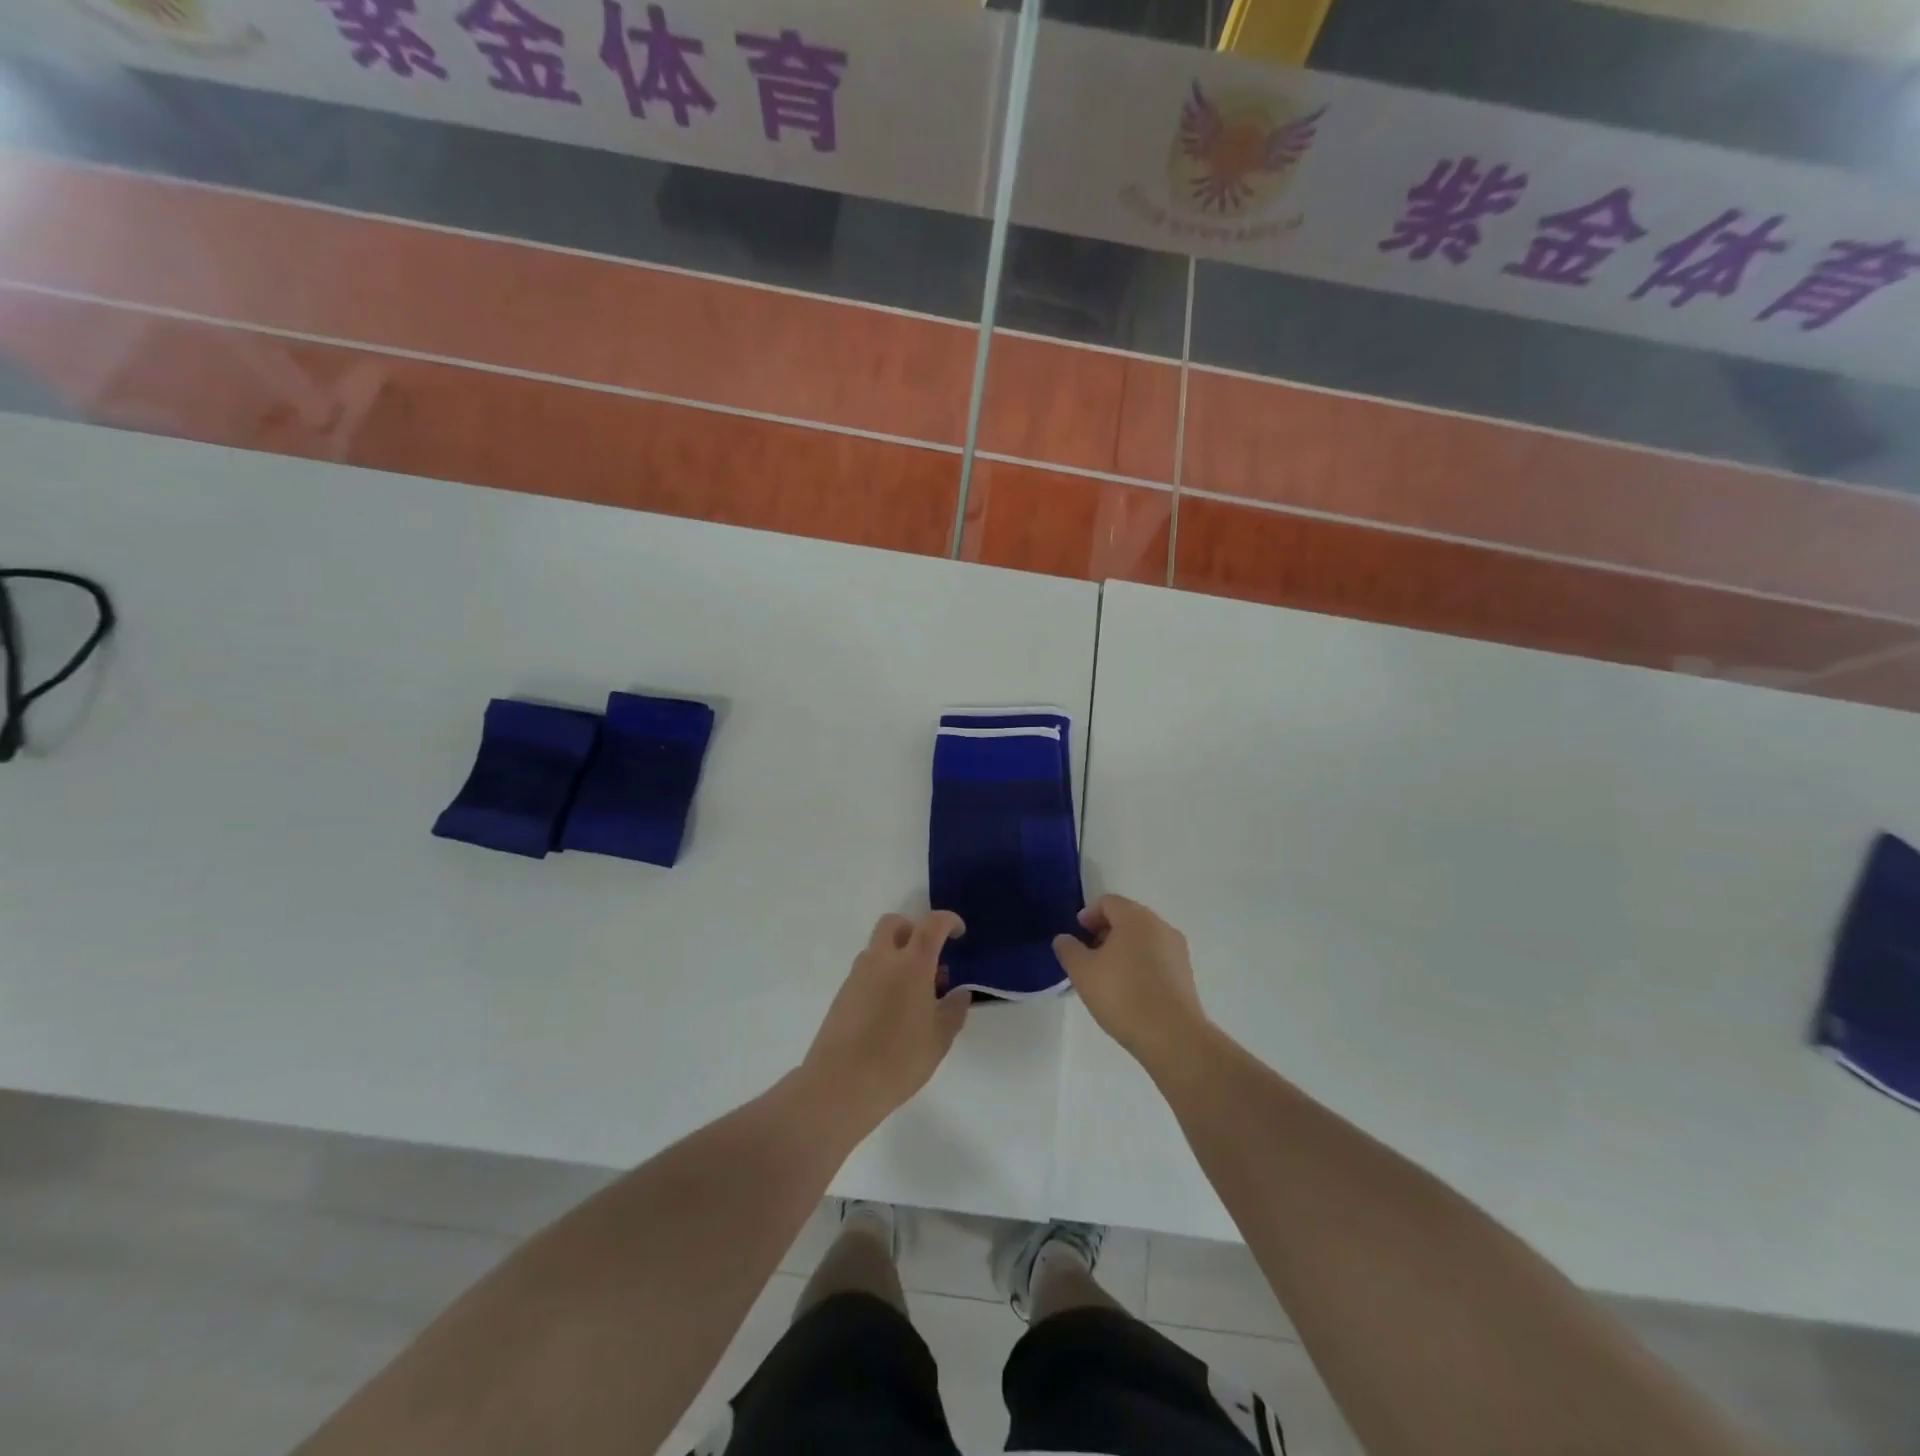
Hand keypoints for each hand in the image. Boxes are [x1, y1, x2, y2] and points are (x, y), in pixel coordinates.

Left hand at [800, 912, 970, 1135]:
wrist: (841, 1083)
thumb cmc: (899, 1059)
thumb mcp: (940, 1039)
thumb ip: (954, 1010)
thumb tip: (959, 993)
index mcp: (912, 964)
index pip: (932, 924)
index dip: (948, 921)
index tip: (959, 933)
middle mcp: (882, 960)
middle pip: (894, 923)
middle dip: (913, 930)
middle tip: (928, 957)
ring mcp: (857, 975)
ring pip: (878, 948)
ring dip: (896, 955)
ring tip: (913, 993)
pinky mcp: (842, 994)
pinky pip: (866, 971)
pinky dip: (881, 976)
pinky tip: (890, 1010)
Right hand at [1053, 895, 1207, 1069]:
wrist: (1172, 1036)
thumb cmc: (1123, 995)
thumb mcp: (1083, 972)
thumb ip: (1069, 950)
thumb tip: (1064, 938)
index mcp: (1135, 917)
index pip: (1108, 902)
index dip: (1088, 915)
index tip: (1077, 936)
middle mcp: (1160, 926)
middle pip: (1127, 917)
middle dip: (1105, 931)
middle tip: (1088, 955)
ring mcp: (1177, 950)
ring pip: (1143, 938)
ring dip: (1123, 948)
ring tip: (1107, 976)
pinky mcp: (1186, 974)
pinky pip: (1157, 957)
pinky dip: (1140, 964)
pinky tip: (1129, 990)